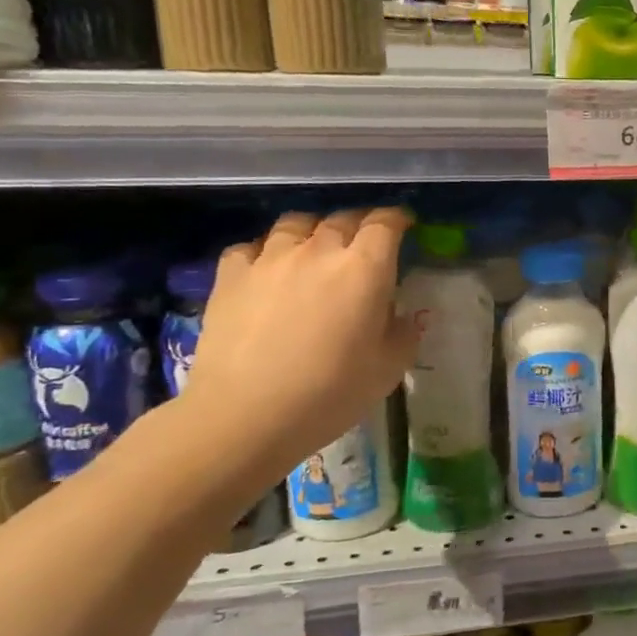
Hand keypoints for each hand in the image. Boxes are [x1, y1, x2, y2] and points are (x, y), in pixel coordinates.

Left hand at [183, 208, 416, 485]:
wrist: (246, 416)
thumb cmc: (331, 392)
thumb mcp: (389, 367)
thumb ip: (404, 332)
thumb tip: (406, 314)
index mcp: (365, 269)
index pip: (385, 224)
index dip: (397, 219)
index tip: (404, 225)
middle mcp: (318, 251)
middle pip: (342, 219)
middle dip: (359, 225)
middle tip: (365, 243)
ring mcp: (269, 260)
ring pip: (296, 224)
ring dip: (313, 231)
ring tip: (316, 249)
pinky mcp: (230, 277)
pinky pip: (250, 247)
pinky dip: (265, 251)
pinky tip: (268, 269)